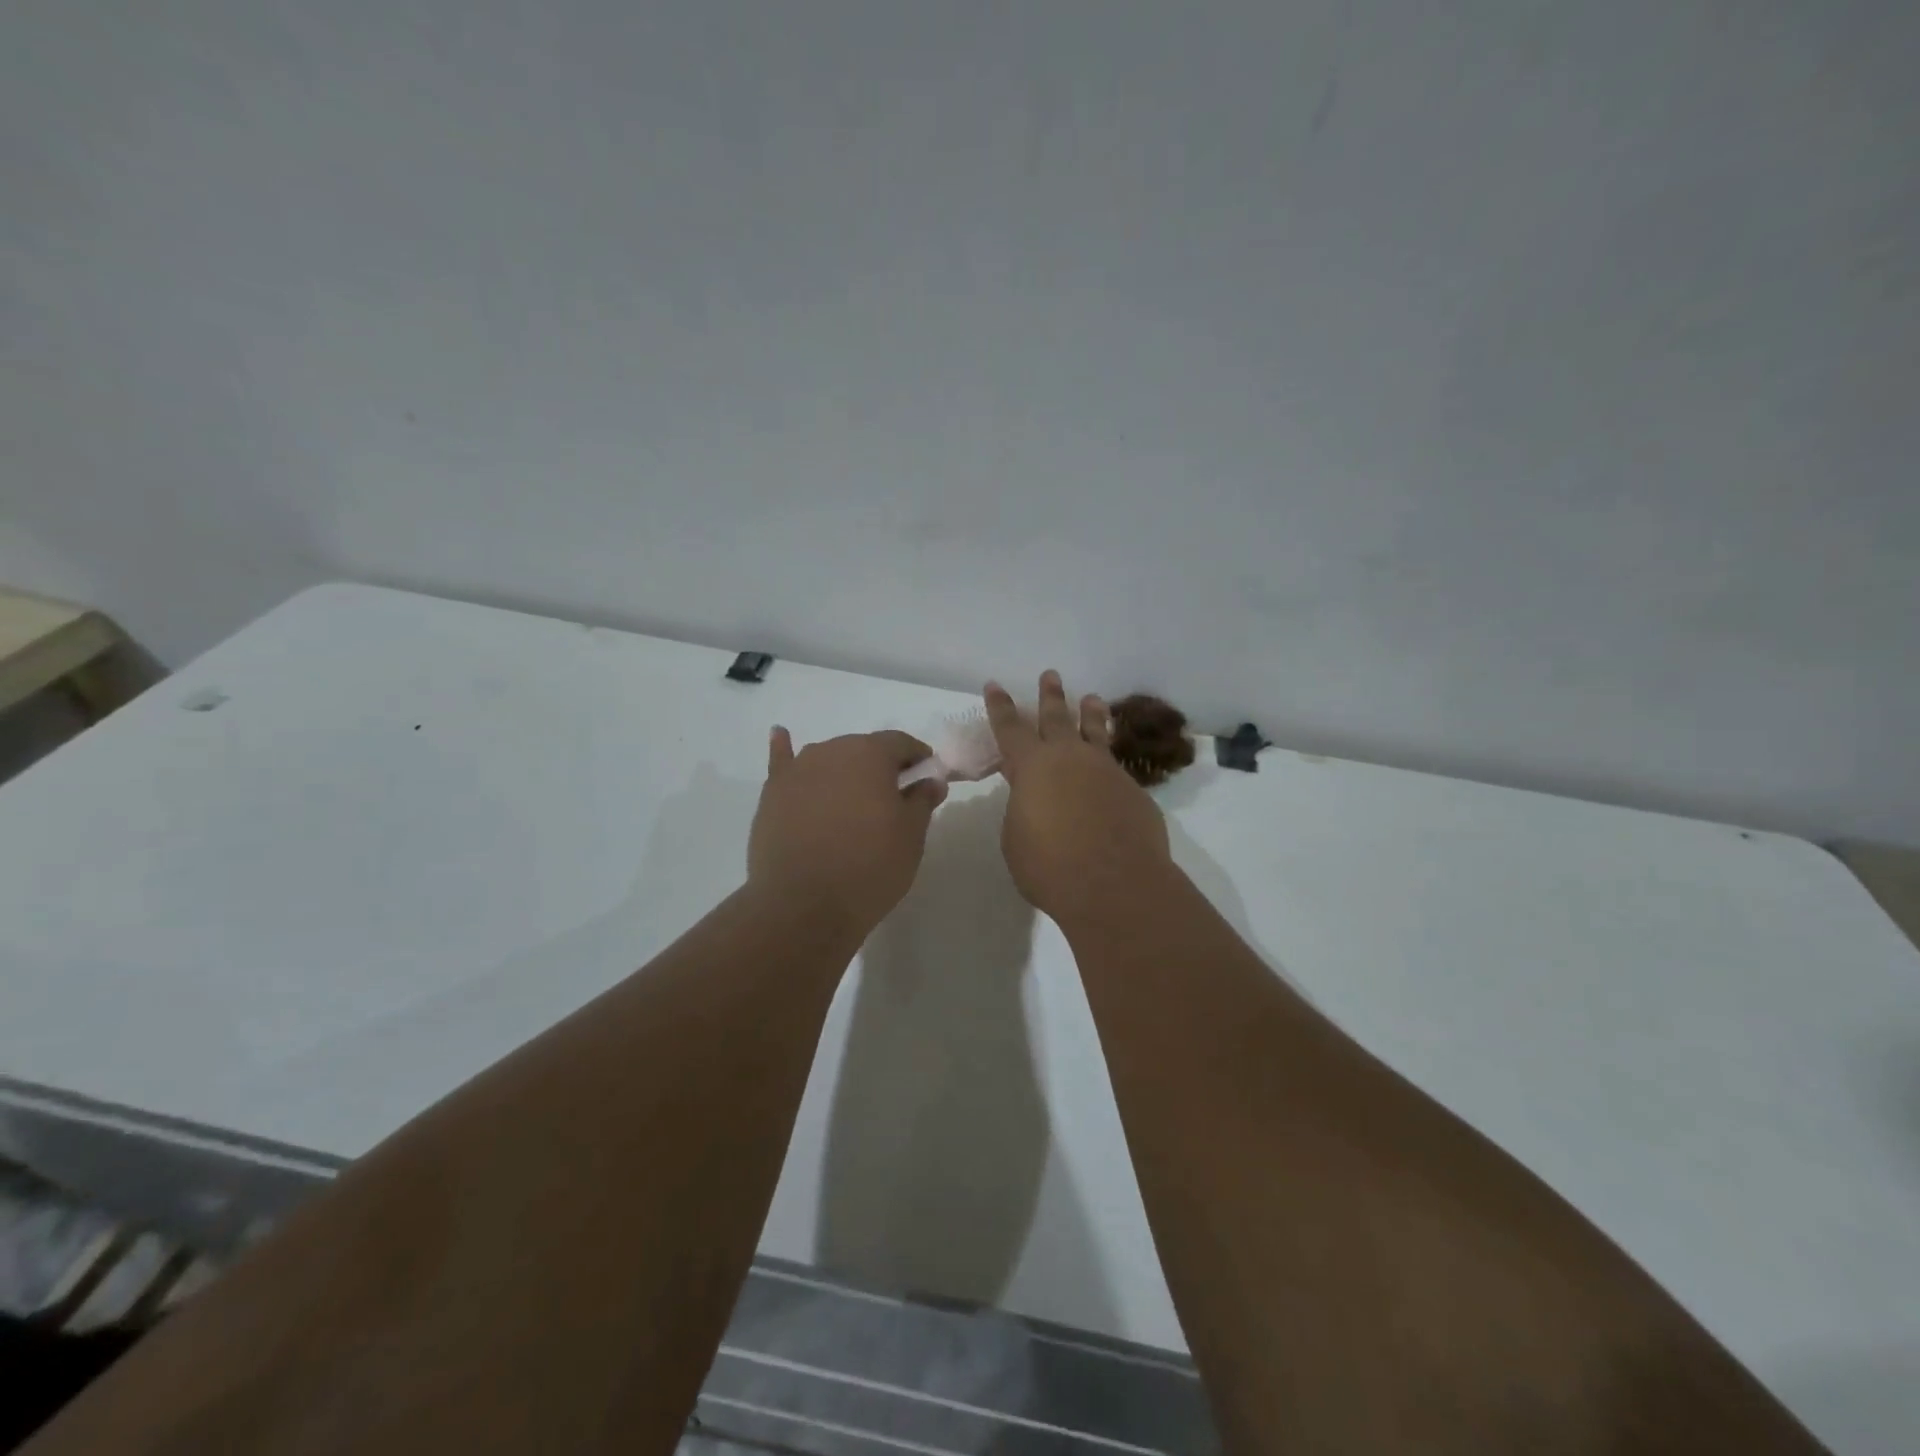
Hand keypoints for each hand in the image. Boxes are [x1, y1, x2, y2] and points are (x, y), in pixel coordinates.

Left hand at [748, 728, 946, 936]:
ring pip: (828, 759)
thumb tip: (931, 779)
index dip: (917, 756)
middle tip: (893, 796)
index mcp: (871, 754)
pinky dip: (784, 749)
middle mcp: (832, 751)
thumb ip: (922, 800)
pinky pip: (781, 762)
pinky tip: (781, 735)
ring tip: (852, 795)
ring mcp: (797, 770)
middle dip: (880, 766)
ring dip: (844, 769)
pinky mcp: (772, 794)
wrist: (803, 905)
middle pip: (863, 749)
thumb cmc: (869, 867)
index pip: (901, 742)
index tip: (927, 774)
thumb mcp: (911, 836)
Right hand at [986, 672, 1172, 924]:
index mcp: (1032, 766)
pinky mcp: (1133, 791)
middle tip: (1050, 675)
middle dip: (1050, 696)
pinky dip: (1108, 761)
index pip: (1010, 728)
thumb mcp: (1017, 837)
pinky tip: (1110, 769)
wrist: (1115, 884)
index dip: (1000, 706)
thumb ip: (1023, 809)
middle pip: (1056, 718)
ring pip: (1095, 732)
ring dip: (1090, 713)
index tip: (995, 685)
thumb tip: (1037, 800)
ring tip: (1092, 698)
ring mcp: (1106, 771)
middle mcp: (1070, 758)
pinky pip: (1116, 767)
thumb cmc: (1050, 866)